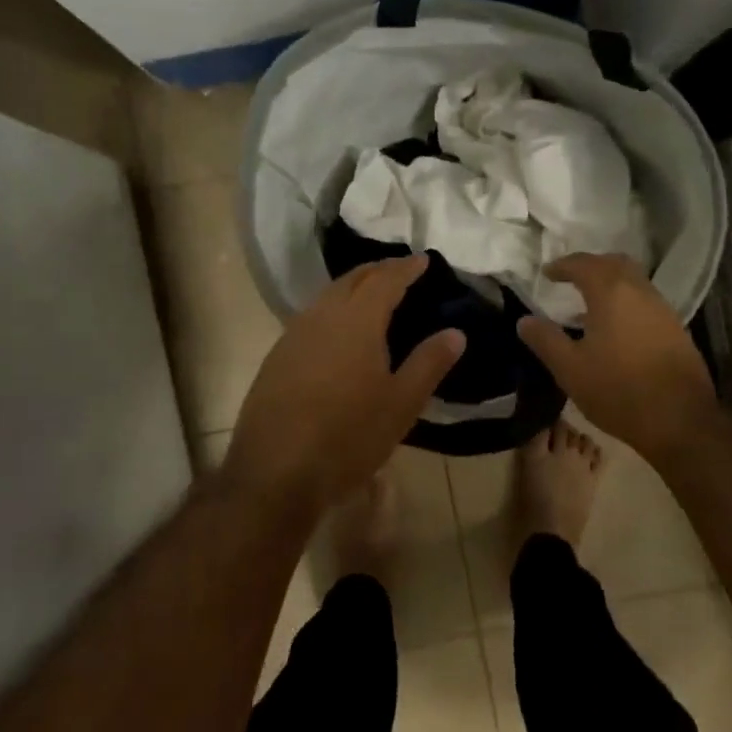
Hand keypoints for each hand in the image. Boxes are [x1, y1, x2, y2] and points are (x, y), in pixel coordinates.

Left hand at [219, 255, 463, 518]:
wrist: (275, 472)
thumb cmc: (349, 436)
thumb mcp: (401, 404)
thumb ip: (429, 363)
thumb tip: (456, 333)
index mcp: (357, 321)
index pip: (385, 280)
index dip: (405, 267)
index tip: (423, 259)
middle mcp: (321, 317)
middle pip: (351, 280)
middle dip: (377, 271)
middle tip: (399, 271)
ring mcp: (293, 336)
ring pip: (327, 297)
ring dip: (352, 289)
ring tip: (372, 296)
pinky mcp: (276, 359)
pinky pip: (310, 319)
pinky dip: (332, 312)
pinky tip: (338, 333)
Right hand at [516, 253, 717, 466]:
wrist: (680, 420)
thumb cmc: (618, 391)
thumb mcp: (570, 369)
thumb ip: (545, 340)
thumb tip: (524, 320)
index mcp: (611, 293)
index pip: (583, 264)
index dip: (563, 265)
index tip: (547, 273)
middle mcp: (640, 292)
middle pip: (614, 263)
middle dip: (590, 265)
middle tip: (570, 278)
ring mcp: (663, 309)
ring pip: (634, 281)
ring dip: (611, 283)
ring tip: (589, 304)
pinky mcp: (676, 329)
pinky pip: (646, 301)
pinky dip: (626, 301)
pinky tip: (616, 328)